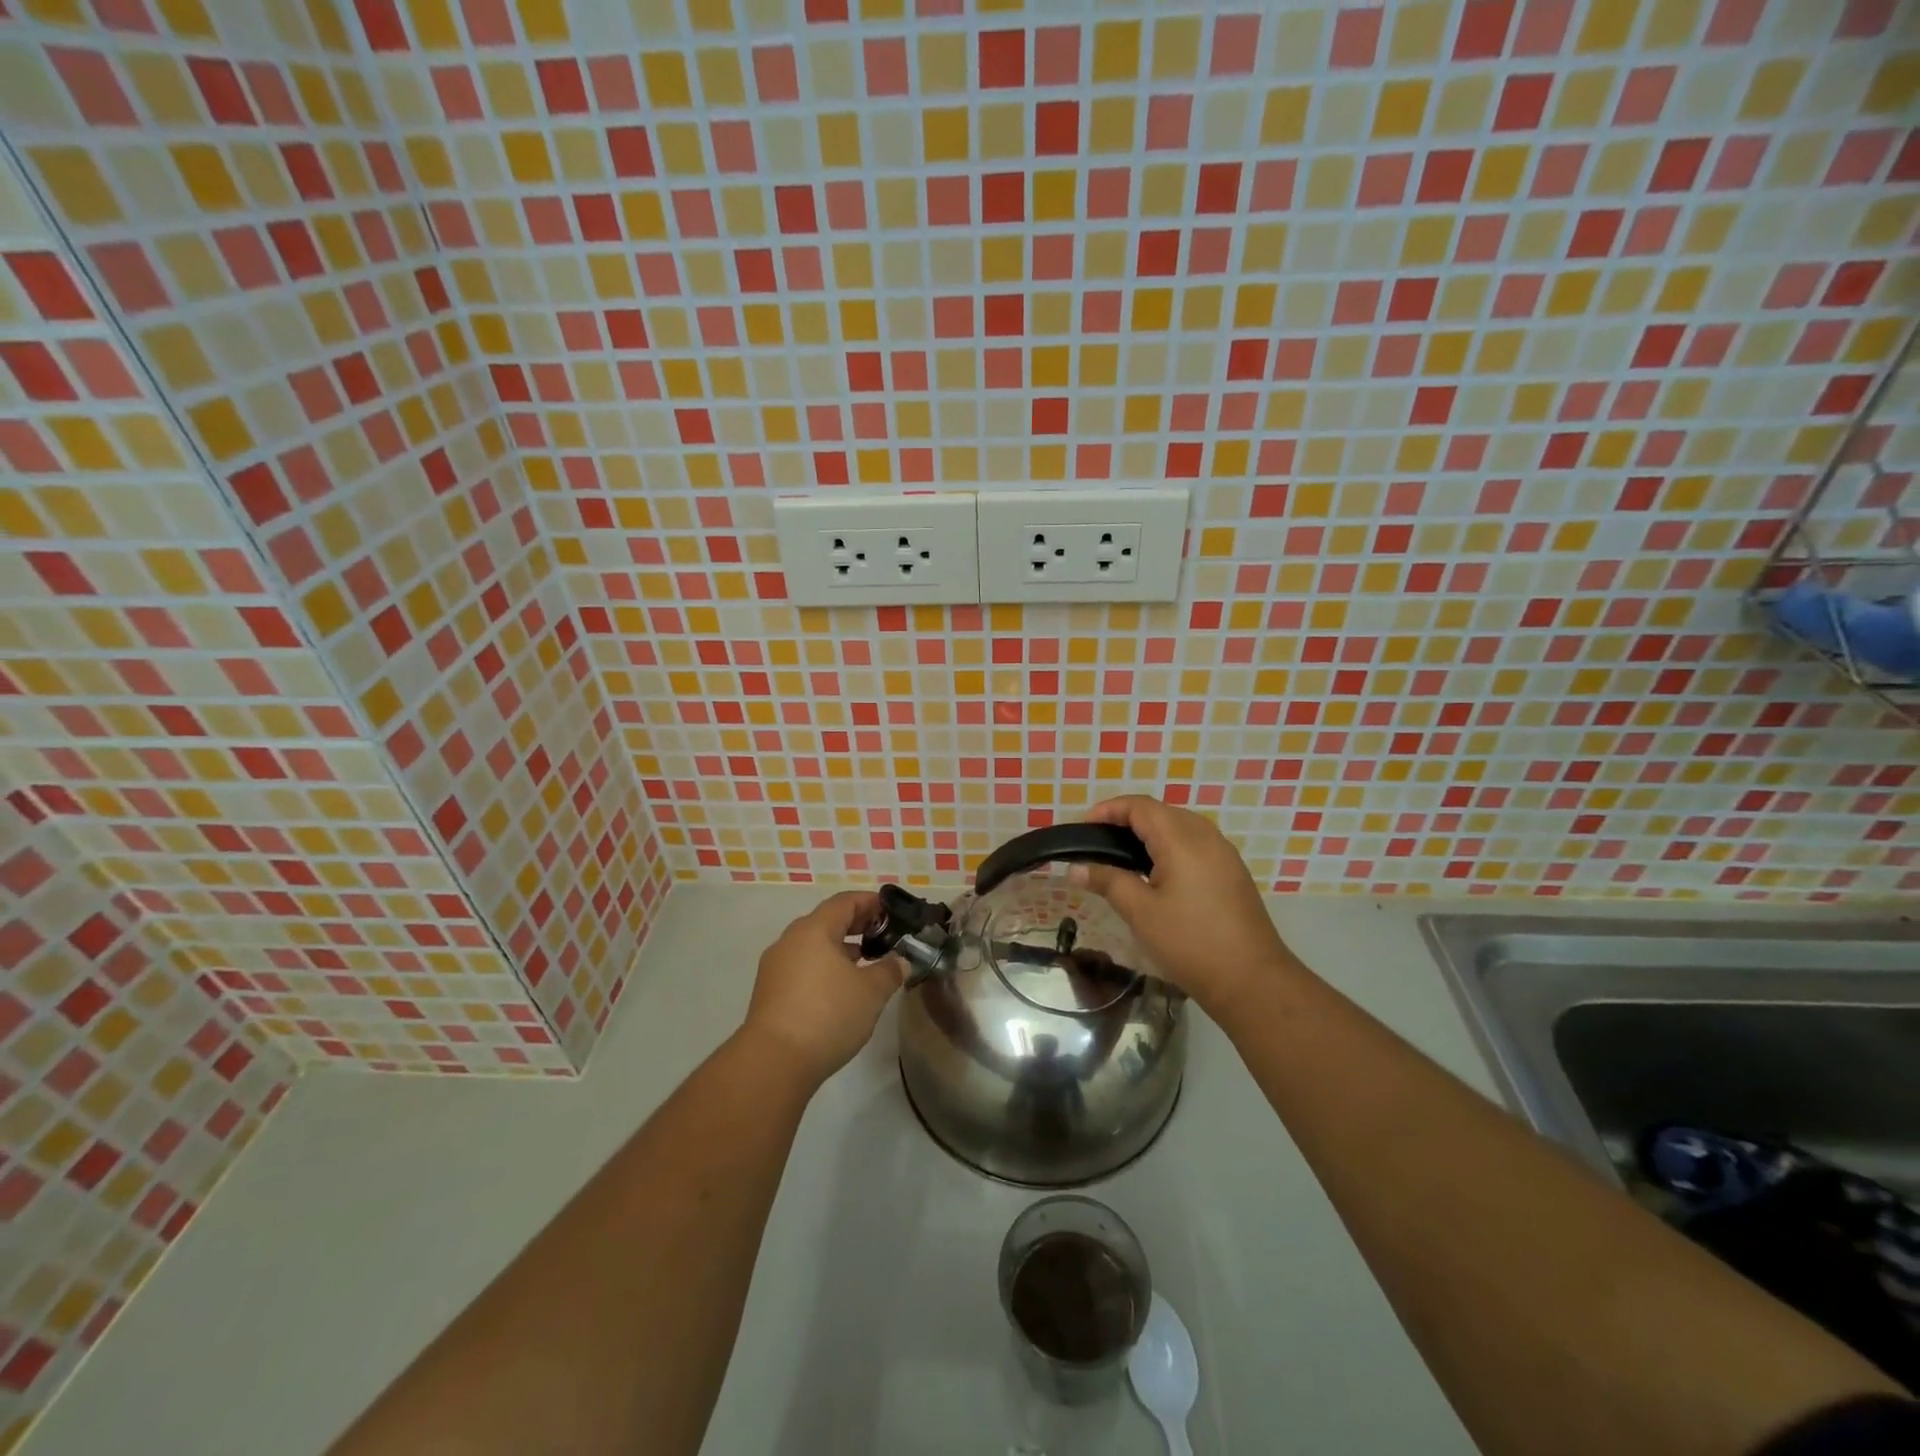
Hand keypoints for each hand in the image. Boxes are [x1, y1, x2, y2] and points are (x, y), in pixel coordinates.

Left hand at [741, 891, 900, 1086]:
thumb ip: (890, 970)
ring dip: (840, 949)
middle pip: (827, 921)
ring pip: (813, 946)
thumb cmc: (828, 1014)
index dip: (870, 902)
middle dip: (857, 925)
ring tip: (866, 964)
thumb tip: (901, 960)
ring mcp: (776, 967)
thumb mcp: (871, 991)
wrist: (773, 1062)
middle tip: (883, 936)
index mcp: (814, 929)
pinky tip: (841, 990)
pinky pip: (802, 967)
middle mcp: (790, 940)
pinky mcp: (769, 992)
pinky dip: (824, 968)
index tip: (892, 911)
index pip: (845, 902)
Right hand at [1072, 796, 1300, 1012]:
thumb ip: (1107, 881)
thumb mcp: (1140, 913)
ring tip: (1123, 855)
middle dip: (1127, 819)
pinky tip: (1157, 872)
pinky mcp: (1231, 871)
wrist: (1252, 980)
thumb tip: (1075, 868)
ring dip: (1150, 831)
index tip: (1084, 827)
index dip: (1109, 810)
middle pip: (1161, 811)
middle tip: (1099, 842)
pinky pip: (1195, 842)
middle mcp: (1206, 836)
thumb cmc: (1190, 943)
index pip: (1140, 806)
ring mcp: (1223, 853)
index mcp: (1182, 840)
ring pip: (1180, 826)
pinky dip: (1170, 845)